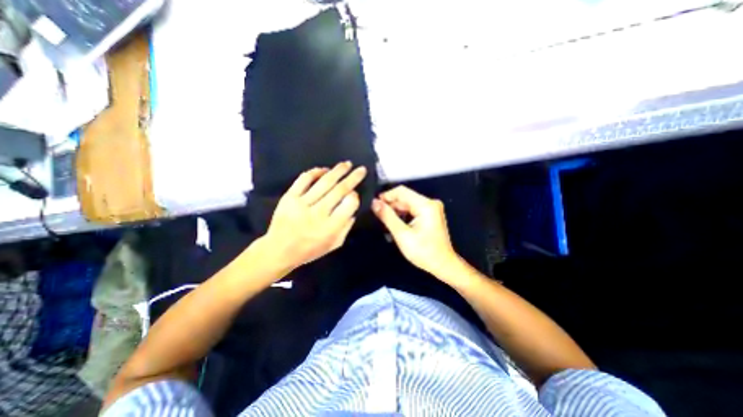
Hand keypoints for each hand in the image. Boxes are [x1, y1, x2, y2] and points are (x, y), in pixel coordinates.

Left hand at [266, 162, 365, 271]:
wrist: (278, 250)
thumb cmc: (310, 250)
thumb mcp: (334, 244)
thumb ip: (346, 227)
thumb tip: (353, 207)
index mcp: (330, 228)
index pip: (348, 205)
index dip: (355, 196)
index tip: (355, 193)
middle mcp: (318, 213)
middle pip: (339, 190)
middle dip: (353, 178)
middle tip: (361, 169)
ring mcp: (302, 203)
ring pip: (324, 182)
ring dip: (338, 171)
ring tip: (347, 164)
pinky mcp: (289, 197)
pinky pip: (304, 179)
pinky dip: (316, 172)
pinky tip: (325, 169)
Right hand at [370, 186, 458, 277]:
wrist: (443, 265)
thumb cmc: (424, 252)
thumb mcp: (402, 234)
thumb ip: (387, 216)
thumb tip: (374, 203)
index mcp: (426, 205)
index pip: (401, 191)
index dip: (386, 196)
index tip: (374, 205)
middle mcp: (430, 203)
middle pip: (405, 197)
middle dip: (390, 205)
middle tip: (379, 216)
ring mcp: (431, 208)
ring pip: (407, 204)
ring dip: (396, 211)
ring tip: (386, 222)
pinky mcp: (430, 214)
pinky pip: (412, 210)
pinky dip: (403, 215)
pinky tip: (396, 224)